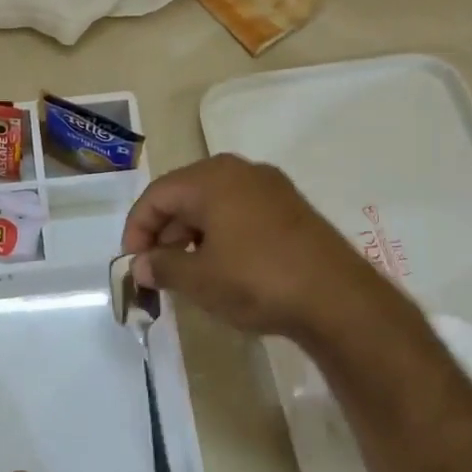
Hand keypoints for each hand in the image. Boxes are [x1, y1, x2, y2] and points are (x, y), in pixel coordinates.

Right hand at [122, 154, 393, 340]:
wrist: (338, 299)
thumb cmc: (256, 280)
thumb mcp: (199, 279)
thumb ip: (161, 267)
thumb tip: (140, 266)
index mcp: (211, 178)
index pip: (157, 195)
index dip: (137, 229)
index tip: (133, 264)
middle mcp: (240, 171)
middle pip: (184, 195)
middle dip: (164, 233)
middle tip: (157, 270)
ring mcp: (271, 188)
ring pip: (213, 205)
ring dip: (191, 236)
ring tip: (187, 273)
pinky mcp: (291, 209)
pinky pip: (240, 213)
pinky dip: (220, 236)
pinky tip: (221, 267)